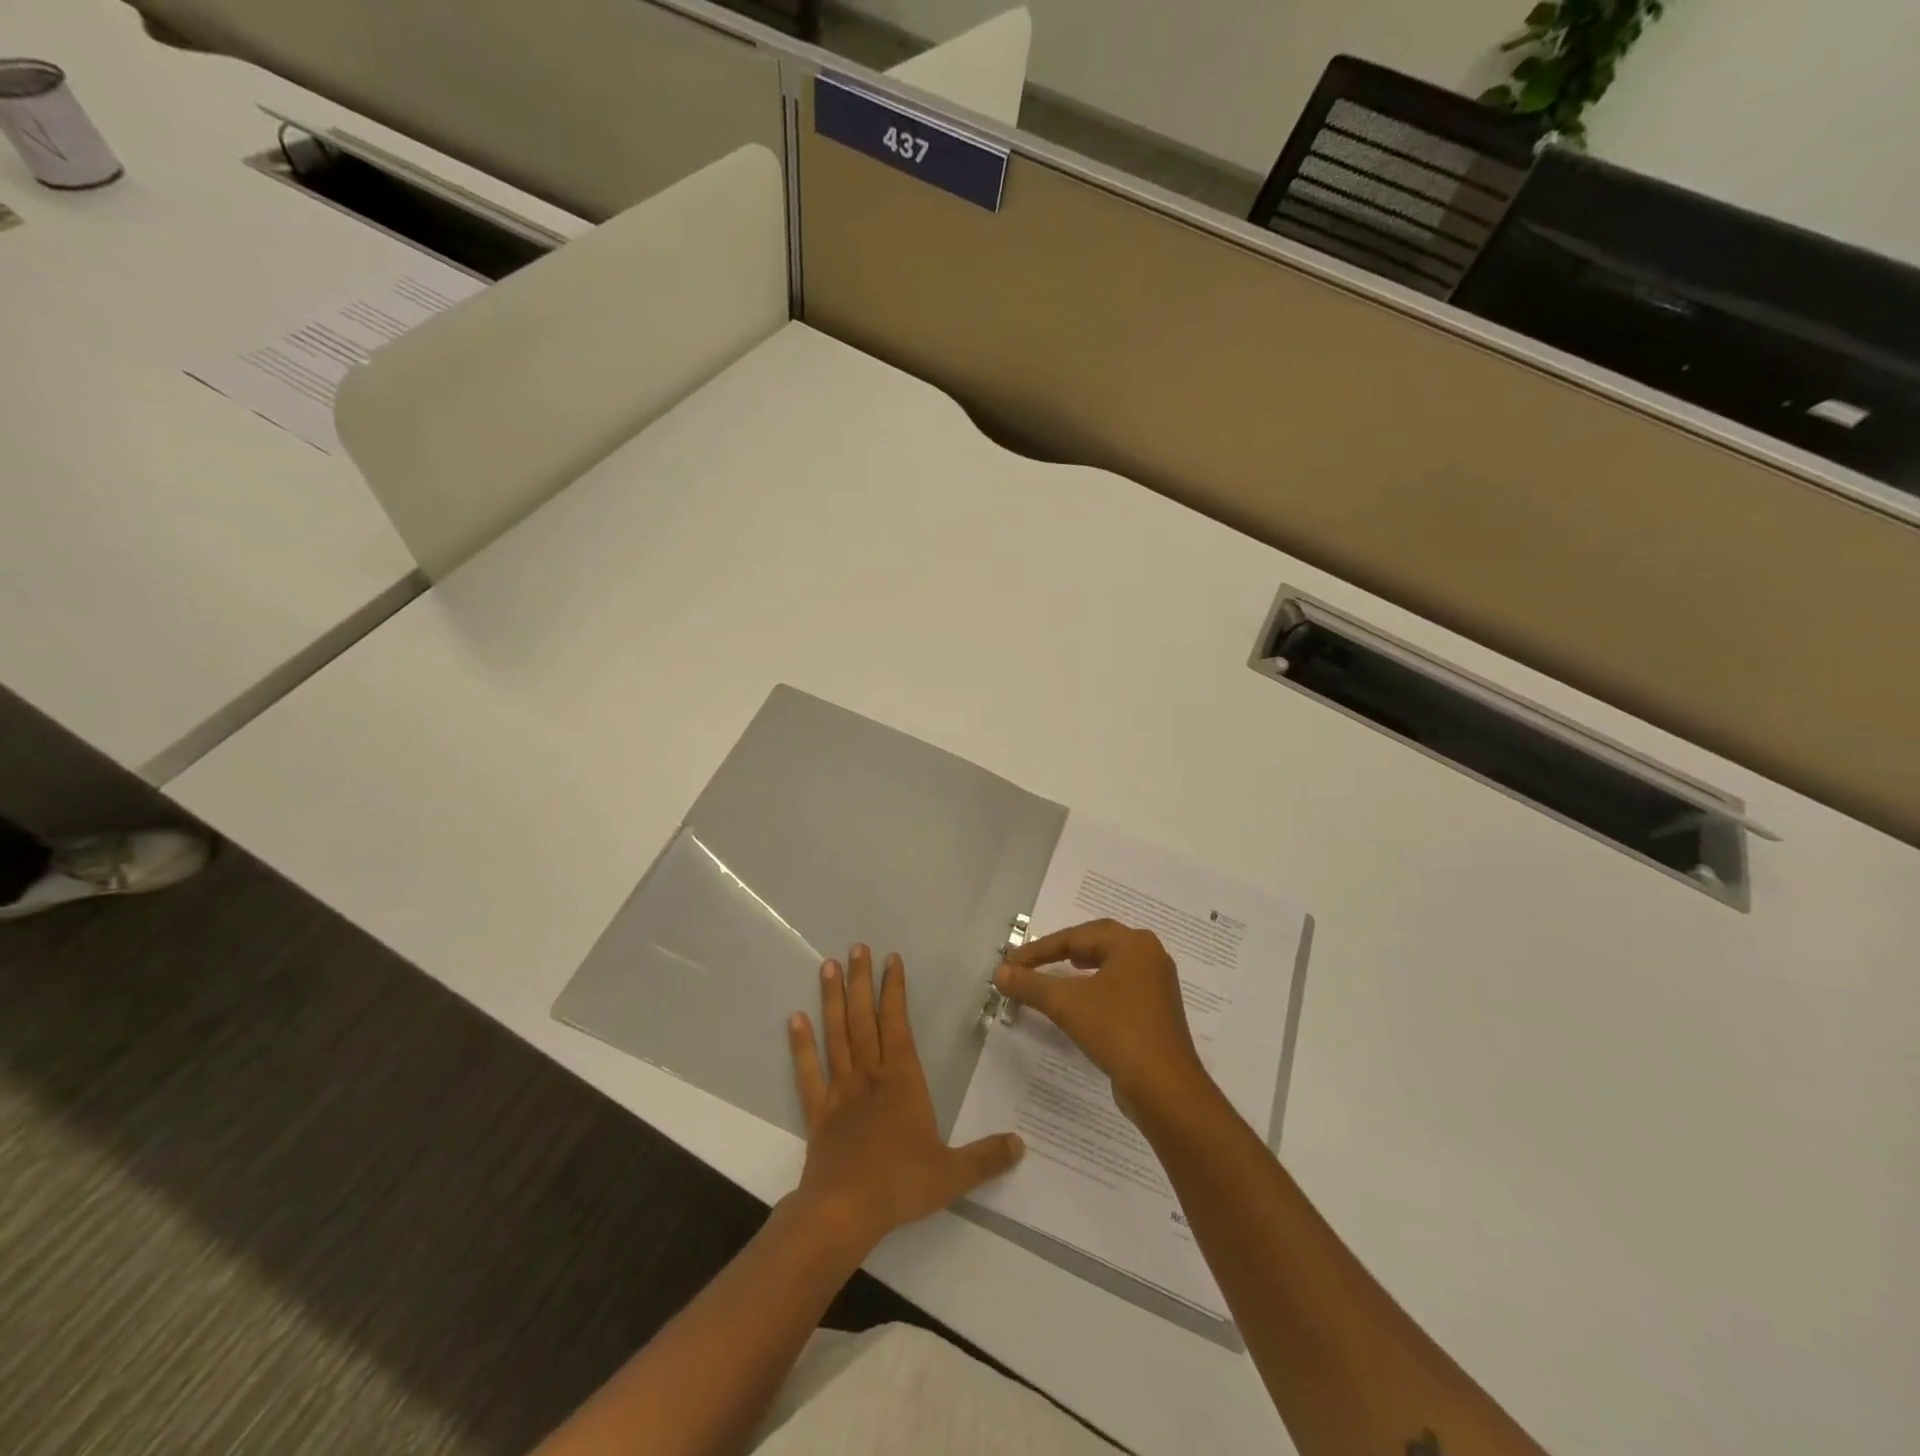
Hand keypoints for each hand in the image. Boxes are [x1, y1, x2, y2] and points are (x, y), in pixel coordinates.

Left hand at [787, 945, 1023, 1252]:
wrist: (843, 1212)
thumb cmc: (899, 1185)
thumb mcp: (952, 1174)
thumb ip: (986, 1157)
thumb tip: (1021, 1144)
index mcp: (902, 1081)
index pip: (897, 1024)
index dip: (894, 990)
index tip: (890, 959)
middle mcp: (869, 1076)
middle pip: (863, 1019)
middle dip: (860, 982)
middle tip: (855, 948)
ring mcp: (840, 1092)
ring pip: (835, 1036)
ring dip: (831, 1000)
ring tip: (825, 966)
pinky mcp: (818, 1113)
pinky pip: (808, 1073)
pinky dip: (800, 1046)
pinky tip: (794, 1019)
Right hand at [994, 919, 1212, 1119]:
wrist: (1165, 1089)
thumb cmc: (1117, 1032)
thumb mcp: (1066, 1004)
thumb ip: (1030, 984)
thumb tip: (1000, 972)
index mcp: (1134, 944)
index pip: (1077, 936)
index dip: (1040, 948)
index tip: (1012, 962)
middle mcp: (1150, 956)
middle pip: (1098, 942)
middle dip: (1063, 949)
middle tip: (1034, 960)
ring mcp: (1158, 985)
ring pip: (1111, 964)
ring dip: (1080, 967)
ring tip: (1058, 972)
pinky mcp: (1158, 1012)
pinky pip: (1121, 987)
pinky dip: (1096, 987)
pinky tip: (1084, 1001)